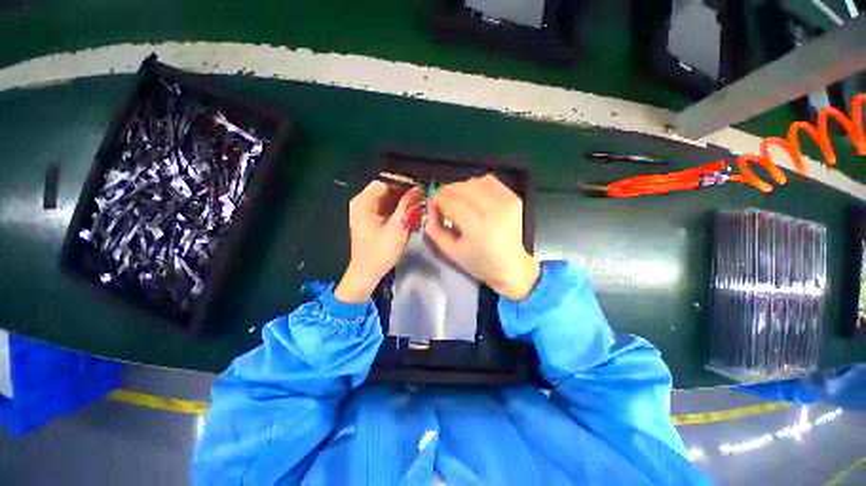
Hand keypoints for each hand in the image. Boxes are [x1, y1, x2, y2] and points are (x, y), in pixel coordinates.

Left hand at [335, 180, 420, 302]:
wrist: (366, 273)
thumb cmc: (379, 251)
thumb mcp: (396, 227)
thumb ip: (407, 206)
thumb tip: (418, 189)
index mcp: (363, 202)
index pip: (384, 181)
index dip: (403, 182)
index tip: (420, 187)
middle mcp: (363, 203)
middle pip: (387, 190)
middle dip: (405, 193)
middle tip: (423, 197)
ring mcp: (367, 212)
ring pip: (388, 200)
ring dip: (404, 202)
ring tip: (421, 205)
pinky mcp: (372, 220)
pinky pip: (388, 209)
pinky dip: (399, 210)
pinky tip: (412, 214)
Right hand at [425, 174, 539, 299]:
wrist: (512, 266)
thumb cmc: (480, 263)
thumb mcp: (451, 252)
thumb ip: (435, 230)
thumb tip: (430, 211)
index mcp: (478, 228)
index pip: (451, 201)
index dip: (437, 199)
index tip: (432, 205)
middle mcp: (494, 211)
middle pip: (462, 188)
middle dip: (446, 192)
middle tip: (441, 203)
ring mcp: (506, 202)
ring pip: (474, 182)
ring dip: (460, 188)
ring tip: (457, 201)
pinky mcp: (514, 198)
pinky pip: (490, 181)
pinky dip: (476, 185)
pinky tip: (473, 196)